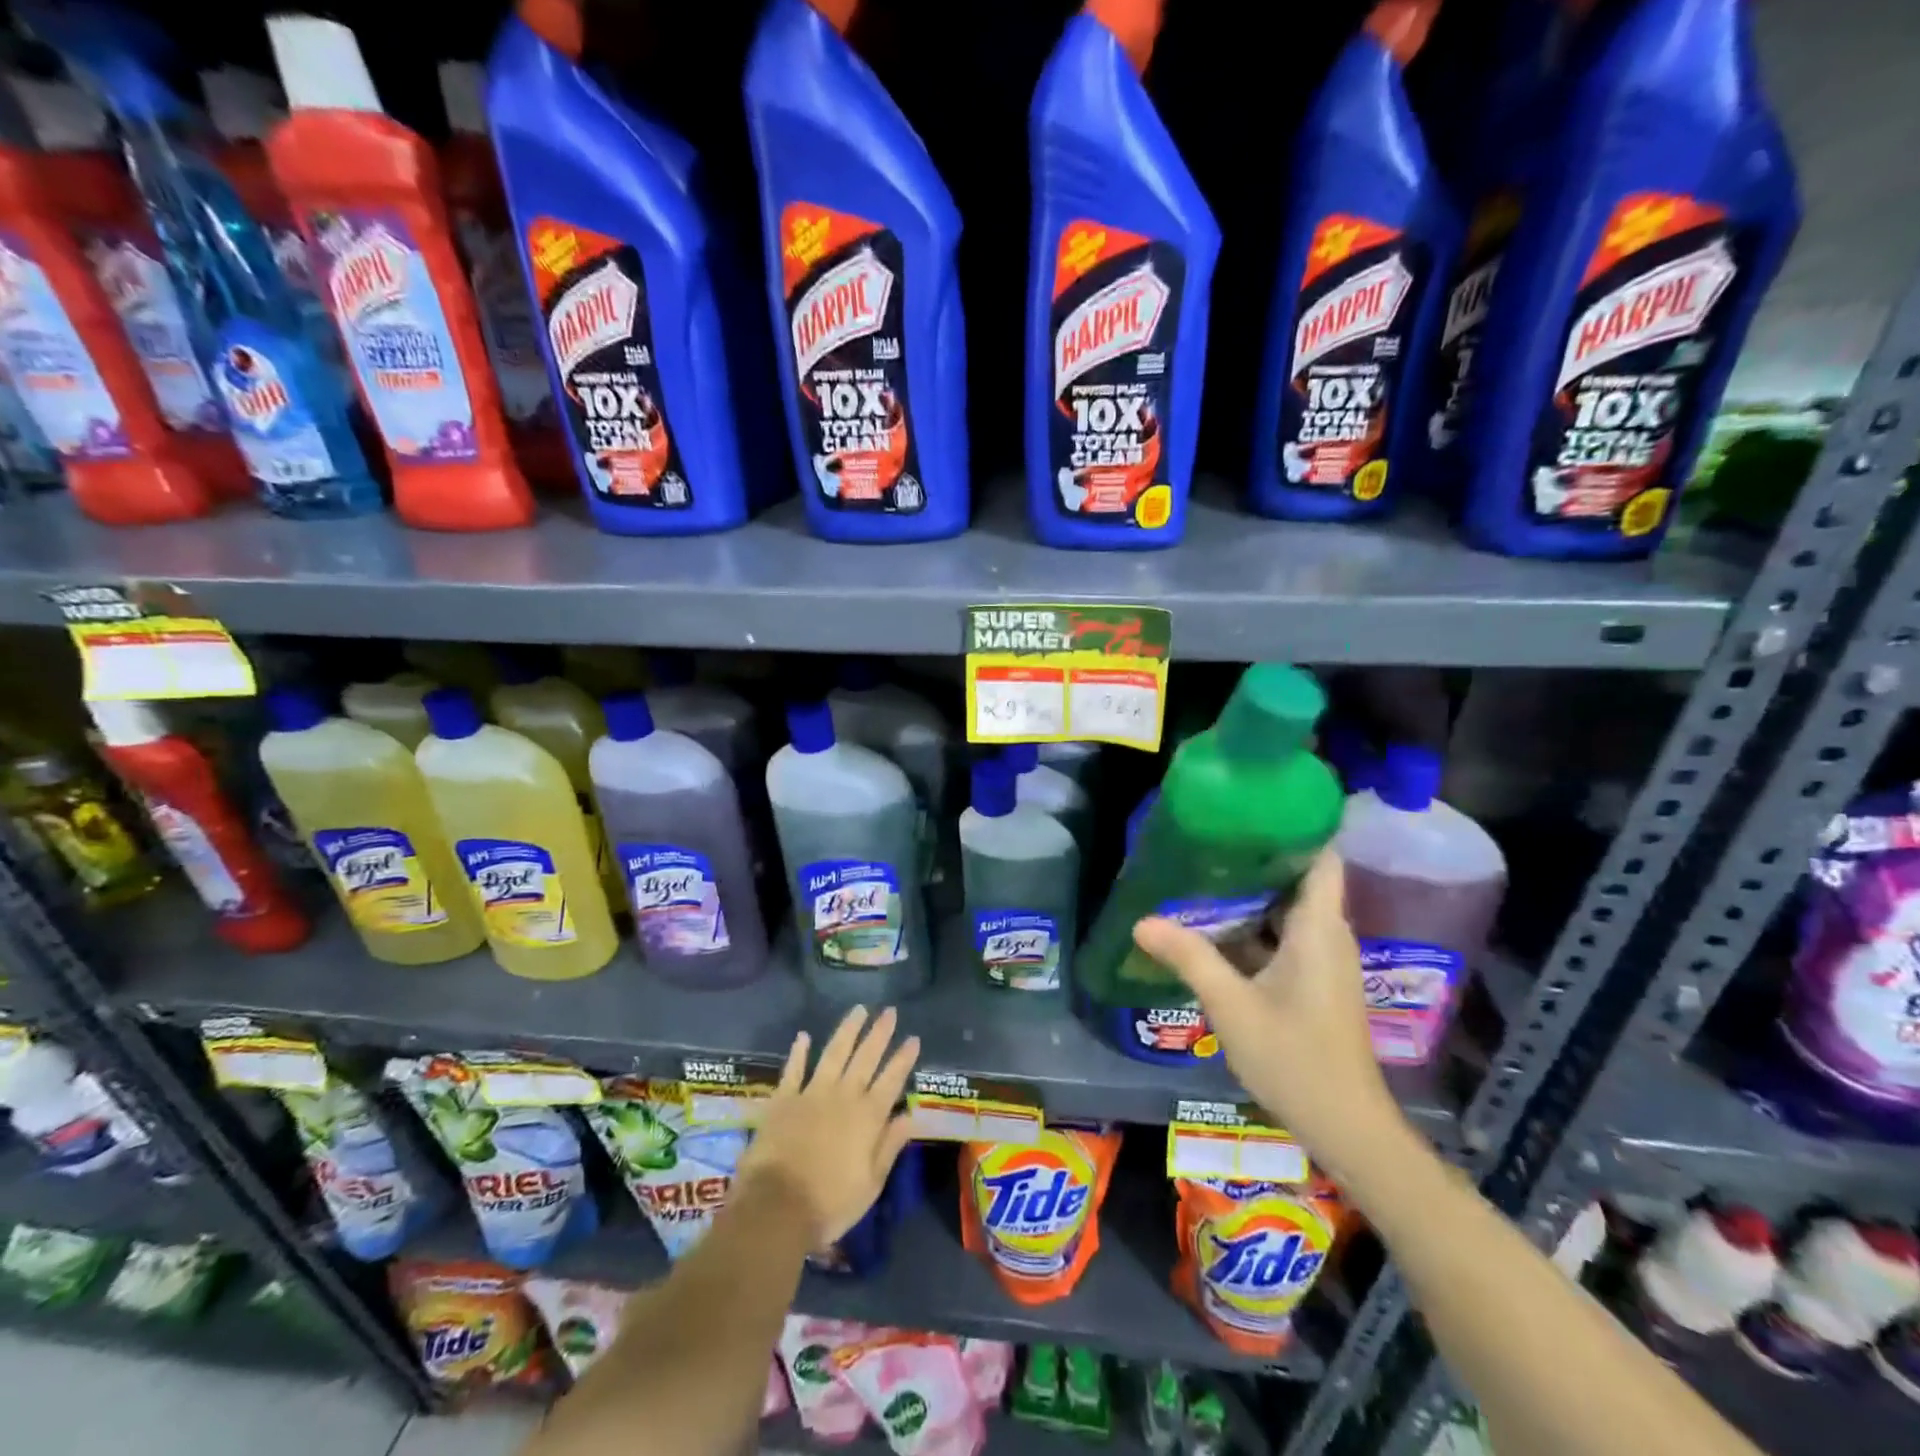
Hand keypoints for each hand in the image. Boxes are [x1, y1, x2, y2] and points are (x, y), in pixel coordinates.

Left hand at [737, 1005, 919, 1249]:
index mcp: (868, 1117)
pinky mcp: (784, 1099)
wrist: (775, 1208)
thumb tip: (910, 1116)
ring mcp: (812, 1093)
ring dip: (848, 1030)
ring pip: (834, 1053)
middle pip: (866, 1057)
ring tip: (859, 1009)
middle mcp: (844, 1096)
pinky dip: (799, 1051)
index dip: (904, 1058)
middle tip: (890, 1011)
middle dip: (880, 1033)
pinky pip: (793, 1069)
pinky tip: (804, 1036)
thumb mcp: (871, 1184)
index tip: (913, 1038)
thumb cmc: (829, 1204)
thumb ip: (889, 1146)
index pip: (892, 1080)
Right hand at [1131, 851, 1406, 1178]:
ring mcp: (1322, 960)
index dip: (1293, 824)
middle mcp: (1327, 934)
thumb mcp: (1231, 1004)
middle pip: (1296, 877)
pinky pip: (1281, 936)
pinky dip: (1250, 925)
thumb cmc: (1295, 1058)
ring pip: (1285, 909)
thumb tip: (1141, 920)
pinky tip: (1211, 926)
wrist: (1346, 1127)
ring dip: (1248, 893)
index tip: (1248, 805)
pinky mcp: (1313, 981)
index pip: (1320, 855)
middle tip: (1204, 835)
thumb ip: (1189, 957)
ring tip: (1199, 870)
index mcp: (1319, 927)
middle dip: (1254, 855)